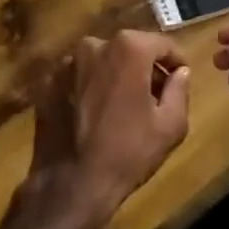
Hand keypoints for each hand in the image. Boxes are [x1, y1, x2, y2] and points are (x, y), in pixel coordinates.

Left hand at [18, 31, 190, 228]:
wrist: (72, 184)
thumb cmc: (128, 152)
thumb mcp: (171, 125)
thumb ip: (180, 90)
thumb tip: (181, 72)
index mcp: (128, 49)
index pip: (162, 44)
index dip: (176, 61)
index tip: (181, 79)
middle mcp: (94, 45)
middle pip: (129, 50)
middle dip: (145, 67)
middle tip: (155, 95)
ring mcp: (66, 64)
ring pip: (101, 62)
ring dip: (115, 76)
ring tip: (123, 106)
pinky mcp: (46, 84)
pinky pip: (78, 78)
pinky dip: (89, 88)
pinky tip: (94, 115)